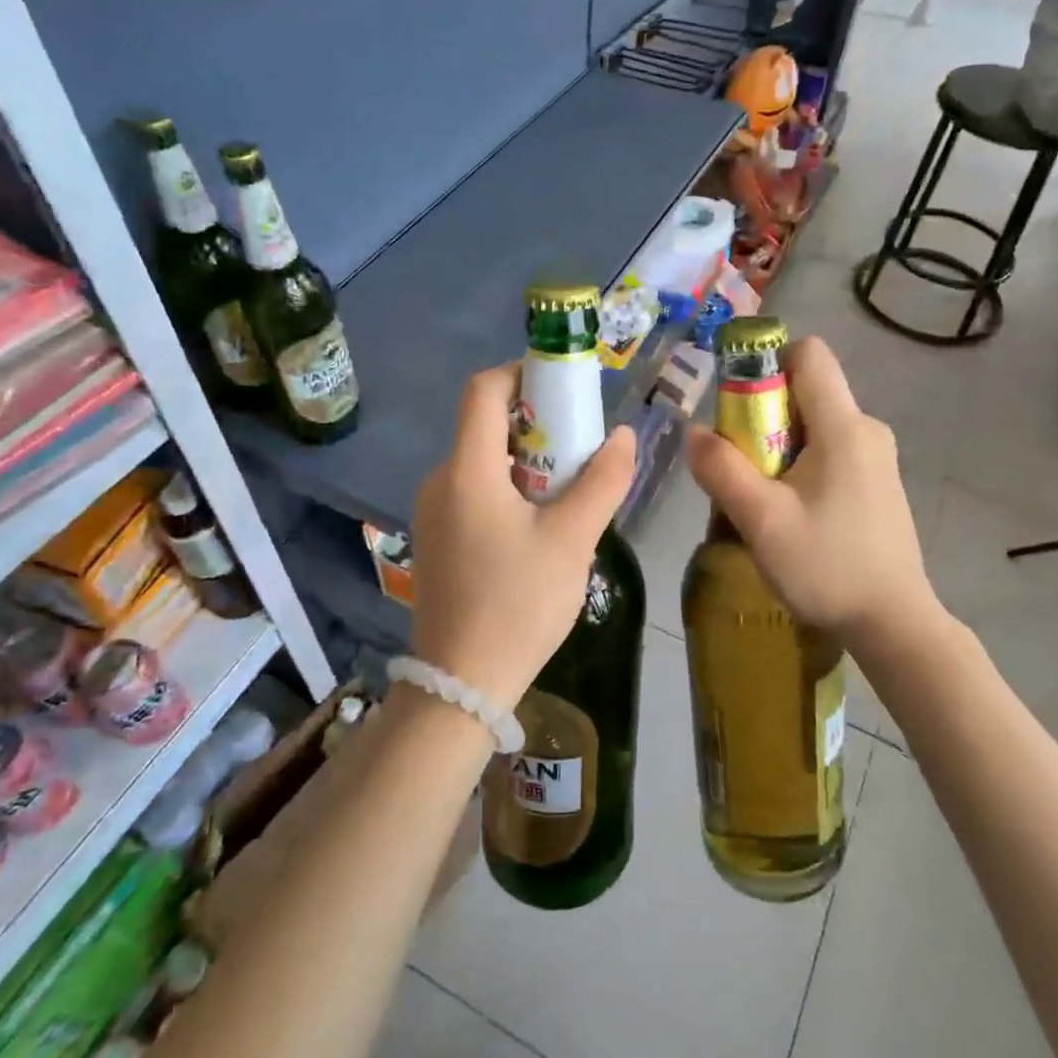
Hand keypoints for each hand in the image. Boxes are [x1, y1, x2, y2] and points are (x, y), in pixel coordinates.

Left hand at [411, 364, 637, 708]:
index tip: (564, 386)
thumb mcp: (573, 540)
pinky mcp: (437, 539)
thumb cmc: (518, 604)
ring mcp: (432, 512)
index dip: (522, 373)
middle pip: (486, 426)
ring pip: (482, 462)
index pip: (483, 390)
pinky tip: (540, 526)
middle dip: (537, 424)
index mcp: (467, 470)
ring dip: (527, 461)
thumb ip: (603, 481)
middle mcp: (440, 480)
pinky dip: (509, 489)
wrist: (460, 684)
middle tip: (582, 446)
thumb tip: (625, 435)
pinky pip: (474, 492)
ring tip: (570, 490)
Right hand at [685, 337, 938, 654]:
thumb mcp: (761, 521)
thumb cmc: (827, 567)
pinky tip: (792, 514)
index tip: (739, 408)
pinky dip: (800, 466)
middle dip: (763, 416)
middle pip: (805, 391)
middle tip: (742, 467)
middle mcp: (866, 429)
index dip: (767, 363)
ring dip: (778, 447)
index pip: (809, 354)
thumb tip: (693, 432)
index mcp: (844, 427)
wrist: (894, 623)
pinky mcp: (877, 482)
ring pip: (814, 425)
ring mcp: (877, 457)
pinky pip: (829, 451)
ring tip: (762, 499)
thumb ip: (721, 470)